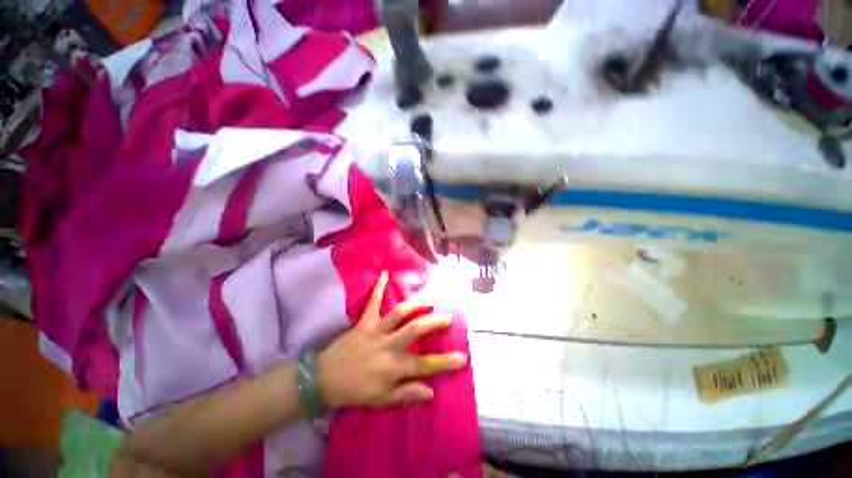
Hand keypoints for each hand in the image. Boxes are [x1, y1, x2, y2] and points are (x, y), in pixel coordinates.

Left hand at [316, 271, 466, 407]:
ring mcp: (376, 330)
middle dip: (435, 322)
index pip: (426, 365)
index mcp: (394, 367)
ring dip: (416, 303)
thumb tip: (431, 391)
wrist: (324, 379)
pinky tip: (384, 272)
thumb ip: (407, 394)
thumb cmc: (356, 390)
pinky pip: (373, 301)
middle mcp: (389, 345)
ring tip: (430, 299)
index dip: (446, 362)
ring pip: (400, 313)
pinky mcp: (364, 321)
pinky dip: (378, 287)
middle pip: (416, 330)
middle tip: (448, 318)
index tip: (464, 358)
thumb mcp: (382, 400)